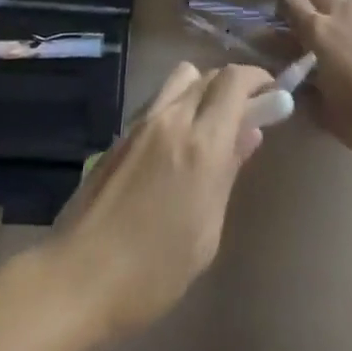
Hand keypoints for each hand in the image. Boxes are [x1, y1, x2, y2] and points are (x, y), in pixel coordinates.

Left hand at [38, 62, 270, 343]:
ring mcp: (142, 122)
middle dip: (233, 85)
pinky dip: (179, 106)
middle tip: (248, 113)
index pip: (233, 81)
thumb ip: (228, 173)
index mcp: (200, 143)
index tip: (272, 92)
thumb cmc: (153, 271)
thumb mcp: (206, 232)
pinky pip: (159, 101)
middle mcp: (171, 118)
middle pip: (208, 74)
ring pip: (181, 79)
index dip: (257, 78)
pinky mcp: (122, 133)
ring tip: (212, 126)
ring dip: (203, 89)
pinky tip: (179, 144)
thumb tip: (249, 133)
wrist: (79, 276)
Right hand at [283, 0, 351, 166]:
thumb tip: (295, 84)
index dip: (282, 12)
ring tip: (337, 41)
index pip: (291, 1)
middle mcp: (342, 14)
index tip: (281, 31)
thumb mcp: (327, 115)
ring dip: (334, 10)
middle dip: (309, 5)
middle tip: (309, 34)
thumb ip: (305, 94)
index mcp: (320, 32)